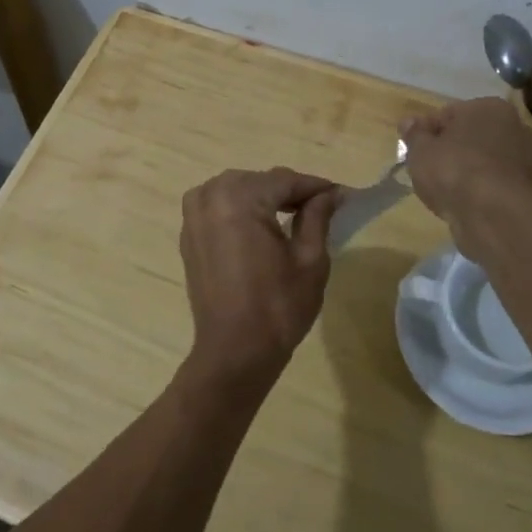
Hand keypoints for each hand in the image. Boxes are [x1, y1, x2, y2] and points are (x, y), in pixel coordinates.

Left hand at [179, 167, 339, 391]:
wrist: (234, 351)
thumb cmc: (278, 306)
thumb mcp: (310, 258)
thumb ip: (318, 215)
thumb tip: (331, 193)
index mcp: (238, 198)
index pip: (284, 180)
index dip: (315, 186)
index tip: (342, 194)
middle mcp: (210, 196)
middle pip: (260, 181)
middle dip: (289, 191)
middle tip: (320, 207)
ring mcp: (194, 215)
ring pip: (238, 189)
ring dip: (265, 197)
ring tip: (294, 216)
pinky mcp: (189, 234)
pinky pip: (220, 206)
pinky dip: (242, 210)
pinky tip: (263, 227)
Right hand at [401, 98, 531, 256]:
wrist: (493, 214)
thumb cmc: (453, 170)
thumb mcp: (420, 149)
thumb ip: (414, 134)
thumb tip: (409, 122)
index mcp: (489, 107)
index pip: (449, 113)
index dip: (426, 130)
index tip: (411, 148)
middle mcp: (514, 127)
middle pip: (470, 136)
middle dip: (449, 149)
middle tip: (425, 168)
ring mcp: (525, 159)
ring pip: (482, 161)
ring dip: (464, 171)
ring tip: (440, 189)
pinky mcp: (527, 189)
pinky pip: (491, 183)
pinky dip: (477, 190)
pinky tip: (460, 203)